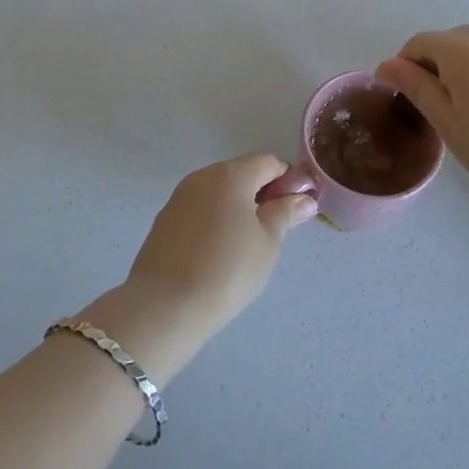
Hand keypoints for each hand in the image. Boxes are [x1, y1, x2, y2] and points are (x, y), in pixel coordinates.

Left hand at [124, 154, 316, 343]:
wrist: (164, 306)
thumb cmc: (227, 269)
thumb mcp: (268, 242)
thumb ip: (286, 213)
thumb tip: (304, 198)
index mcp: (231, 174)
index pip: (270, 162)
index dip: (289, 181)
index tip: (297, 209)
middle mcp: (203, 176)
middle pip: (242, 173)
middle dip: (263, 194)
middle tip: (276, 230)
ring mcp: (179, 197)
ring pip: (219, 192)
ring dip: (238, 207)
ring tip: (247, 245)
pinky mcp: (165, 220)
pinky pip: (200, 209)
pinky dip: (215, 220)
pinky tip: (218, 252)